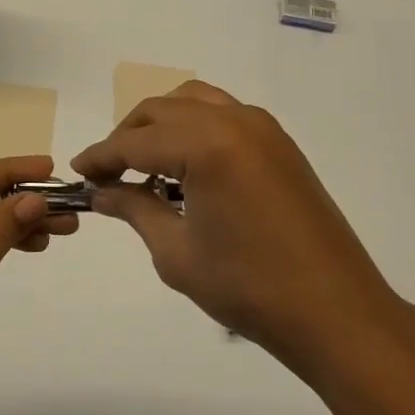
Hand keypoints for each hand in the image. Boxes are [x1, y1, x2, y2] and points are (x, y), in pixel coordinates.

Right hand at [72, 82, 411, 384]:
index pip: (135, 142)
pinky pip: (223, 114)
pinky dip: (194, 127)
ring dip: (161, 124)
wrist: (336, 312)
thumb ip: (134, 209)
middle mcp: (234, 121)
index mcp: (207, 145)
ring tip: (145, 164)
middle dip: (127, 137)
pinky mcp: (280, 143)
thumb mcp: (177, 252)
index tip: (78, 173)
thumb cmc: (249, 288)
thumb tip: (102, 192)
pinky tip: (187, 167)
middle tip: (108, 174)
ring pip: (193, 102)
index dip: (101, 157)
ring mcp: (263, 128)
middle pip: (161, 111)